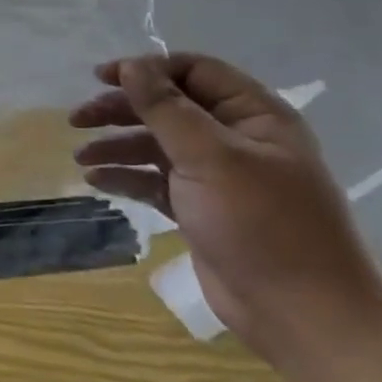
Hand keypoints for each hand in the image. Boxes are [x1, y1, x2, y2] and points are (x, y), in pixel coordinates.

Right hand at [69, 53, 381, 367]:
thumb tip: (131, 65)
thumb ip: (165, 108)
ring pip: (157, 144)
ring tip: (80, 156)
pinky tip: (96, 181)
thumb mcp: (210, 157)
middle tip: (77, 119)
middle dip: (122, 109)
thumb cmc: (262, 225)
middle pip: (169, 107)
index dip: (147, 69)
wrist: (303, 316)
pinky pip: (155, 181)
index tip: (101, 78)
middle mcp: (237, 140)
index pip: (194, 72)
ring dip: (117, 145)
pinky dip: (126, 177)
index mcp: (255, 117)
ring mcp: (219, 177)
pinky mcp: (201, 209)